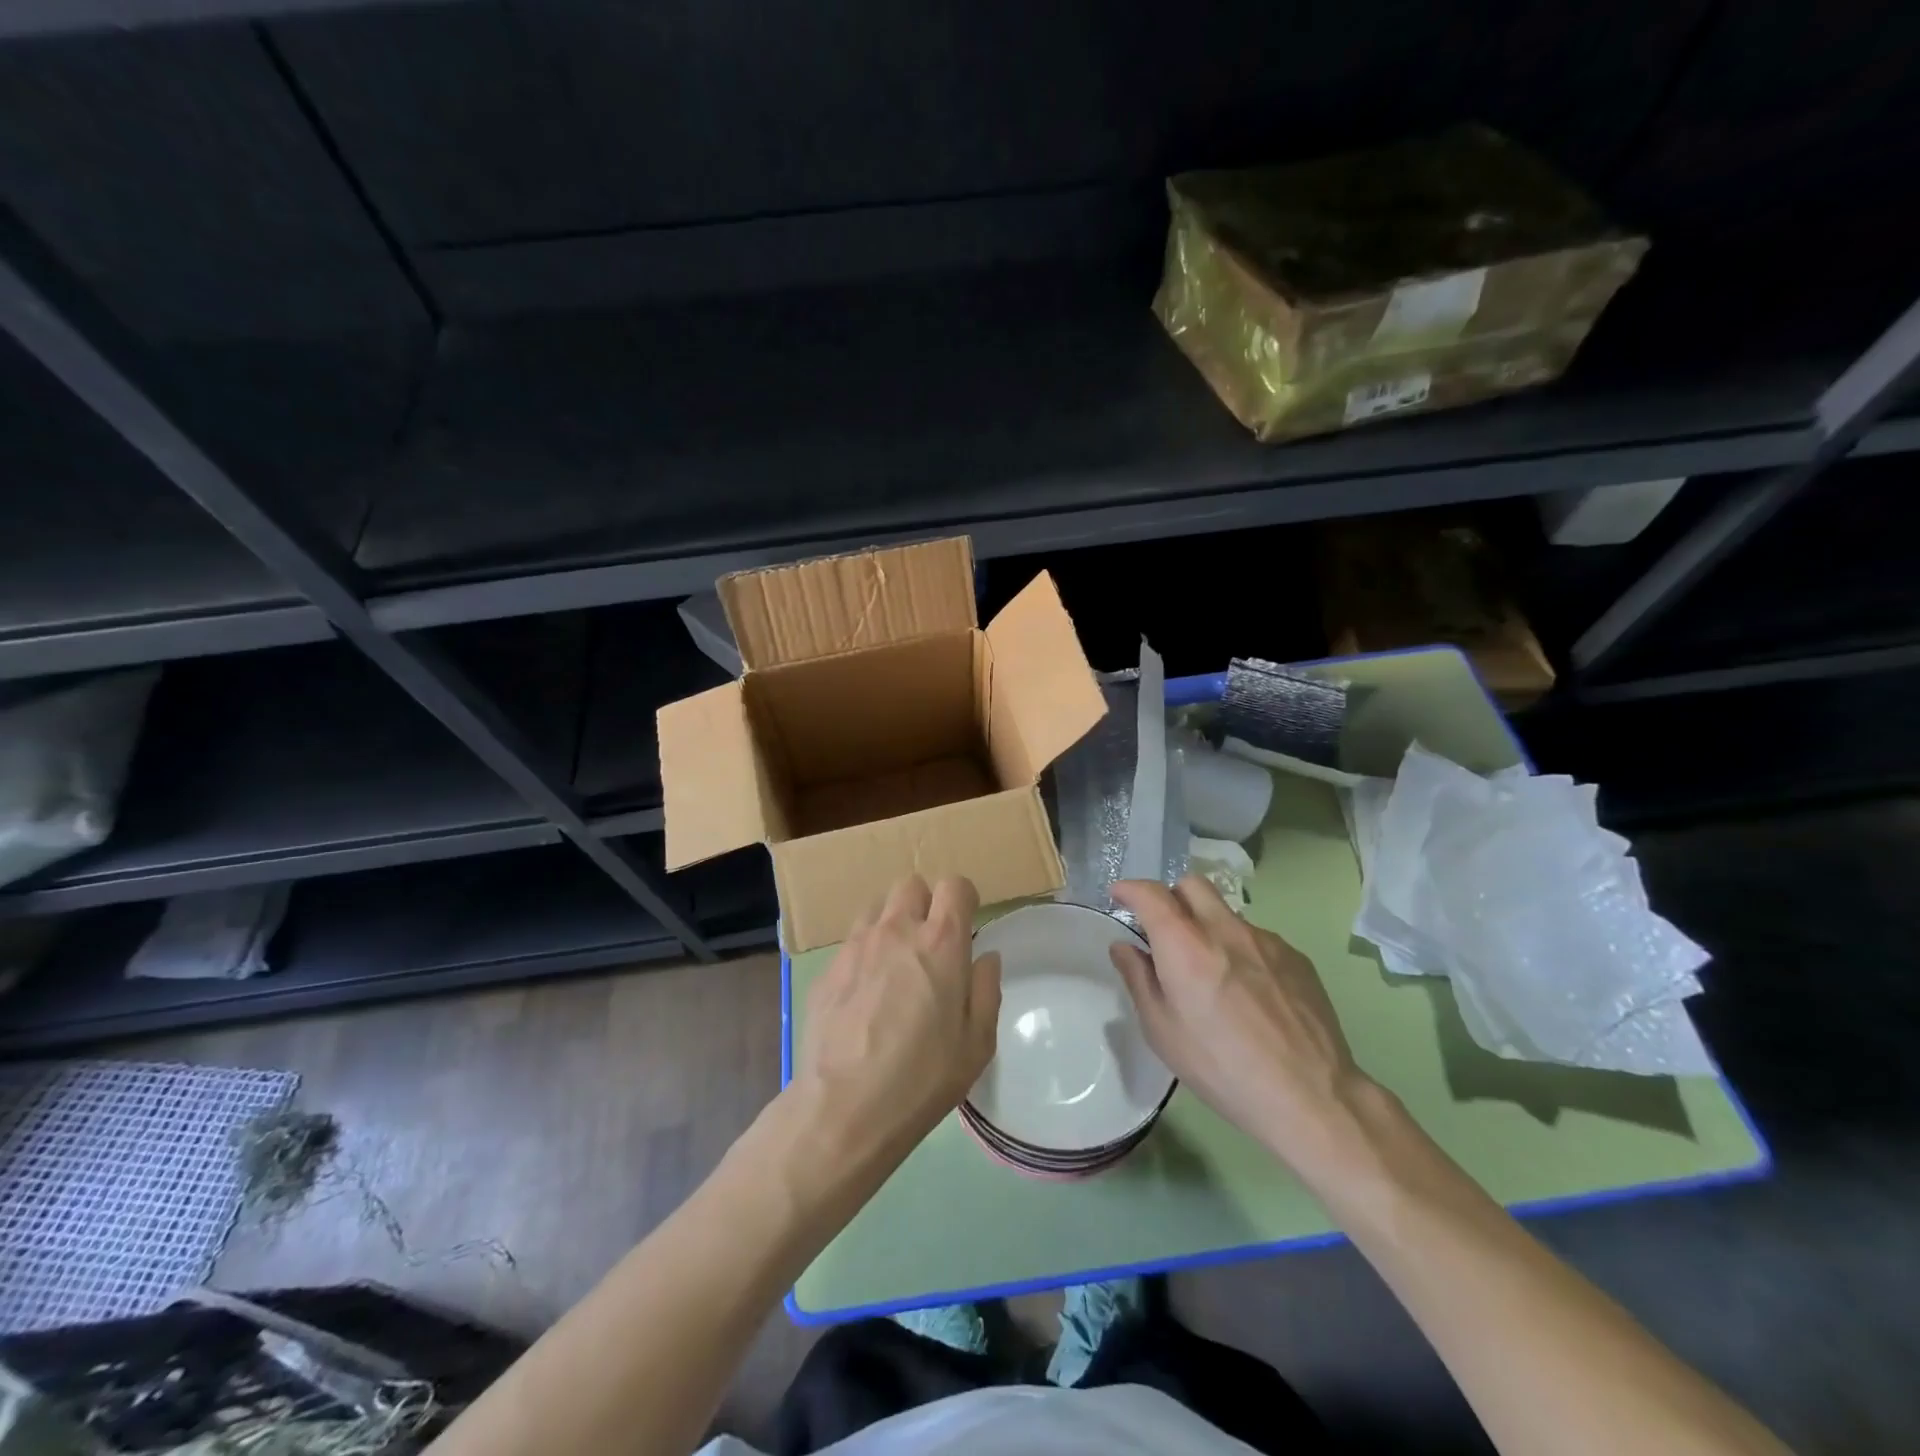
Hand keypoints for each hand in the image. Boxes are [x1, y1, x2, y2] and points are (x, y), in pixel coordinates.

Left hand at [796, 876, 1000, 1159]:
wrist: (843, 1108)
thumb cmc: (922, 1078)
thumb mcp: (977, 1044)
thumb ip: (986, 990)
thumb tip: (985, 957)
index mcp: (941, 942)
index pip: (954, 885)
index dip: (963, 899)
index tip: (966, 925)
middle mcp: (897, 930)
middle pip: (911, 885)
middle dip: (925, 904)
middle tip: (930, 944)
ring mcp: (857, 945)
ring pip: (877, 907)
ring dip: (892, 922)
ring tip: (895, 963)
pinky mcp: (828, 967)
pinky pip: (852, 940)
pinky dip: (865, 951)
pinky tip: (865, 992)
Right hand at [1110, 875, 1375, 1177]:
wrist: (1311, 1096)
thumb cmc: (1222, 1068)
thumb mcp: (1162, 1031)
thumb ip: (1138, 979)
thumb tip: (1124, 947)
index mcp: (1185, 945)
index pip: (1151, 893)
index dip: (1130, 889)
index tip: (1120, 896)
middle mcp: (1225, 929)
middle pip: (1192, 885)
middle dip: (1170, 896)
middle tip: (1163, 929)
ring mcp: (1266, 939)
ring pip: (1225, 913)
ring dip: (1207, 926)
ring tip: (1211, 972)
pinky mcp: (1296, 956)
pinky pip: (1256, 938)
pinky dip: (1240, 949)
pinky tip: (1249, 993)